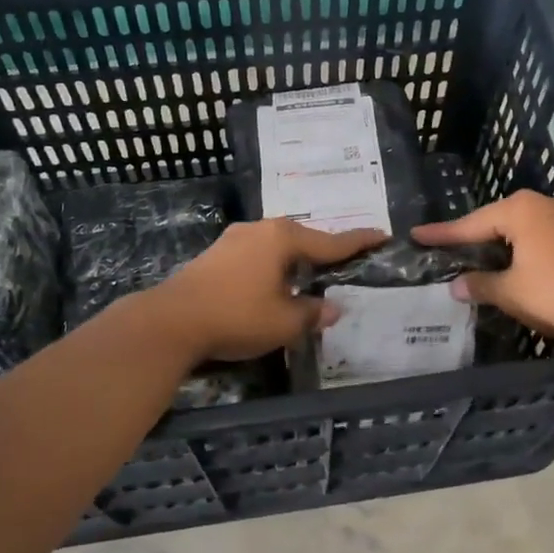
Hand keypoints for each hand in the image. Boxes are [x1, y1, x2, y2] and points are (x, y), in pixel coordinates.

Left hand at [149, 219, 385, 363]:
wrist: (171, 321)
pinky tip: (272, 284)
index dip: (358, 242)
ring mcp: (234, 239)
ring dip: (295, 261)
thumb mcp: (284, 322)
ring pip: (277, 247)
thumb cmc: (236, 316)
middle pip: (303, 239)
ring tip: (309, 277)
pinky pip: (256, 256)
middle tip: (344, 263)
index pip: (331, 241)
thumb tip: (333, 308)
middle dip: (323, 252)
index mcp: (283, 239)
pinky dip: (272, 267)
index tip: (381, 234)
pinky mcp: (215, 254)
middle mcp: (260, 230)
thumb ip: (312, 313)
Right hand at [411, 191, 553, 342]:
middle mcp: (544, 206)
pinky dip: (523, 253)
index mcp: (520, 210)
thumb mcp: (510, 291)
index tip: (417, 235)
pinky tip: (517, 268)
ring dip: (501, 246)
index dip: (443, 234)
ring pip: (523, 231)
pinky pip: (542, 240)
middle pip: (498, 221)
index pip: (471, 223)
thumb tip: (456, 285)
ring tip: (479, 258)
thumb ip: (480, 285)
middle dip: (474, 237)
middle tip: (448, 248)